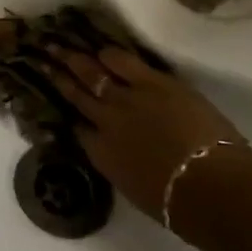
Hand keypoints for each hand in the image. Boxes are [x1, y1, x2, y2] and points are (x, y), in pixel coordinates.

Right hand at [46, 45, 251, 221]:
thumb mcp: (135, 188)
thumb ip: (121, 166)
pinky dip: (109, 54)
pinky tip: (102, 49)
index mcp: (101, 153)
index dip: (70, 115)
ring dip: (74, 59)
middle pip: (76, 94)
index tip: (61, 103)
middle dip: (57, 75)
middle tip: (43, 59)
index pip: (78, 128)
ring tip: (60, 46)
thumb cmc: (178, 204)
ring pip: (91, 73)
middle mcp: (104, 121)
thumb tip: (120, 155)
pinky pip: (122, 61)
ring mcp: (125, 98)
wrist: (208, 187)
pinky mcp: (151, 82)